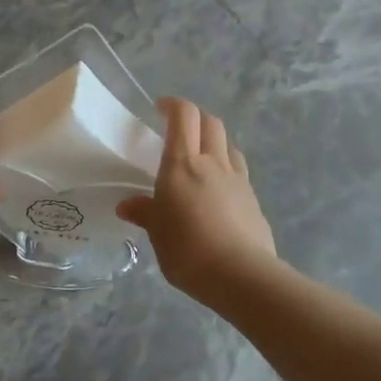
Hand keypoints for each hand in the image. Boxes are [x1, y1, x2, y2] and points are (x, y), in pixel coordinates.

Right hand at [118, 99, 276, 302]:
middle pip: (211, 123)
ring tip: (201, 159)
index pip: (183, 117)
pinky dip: (226, 170)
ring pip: (228, 145)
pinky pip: (239, 172)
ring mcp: (237, 180)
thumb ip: (145, 213)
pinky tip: (217, 192)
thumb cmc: (187, 249)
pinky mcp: (253, 199)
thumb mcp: (157, 233)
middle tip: (180, 130)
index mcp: (183, 164)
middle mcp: (213, 163)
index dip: (173, 105)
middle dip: (195, 118)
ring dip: (214, 142)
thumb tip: (127, 205)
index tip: (160, 108)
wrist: (240, 274)